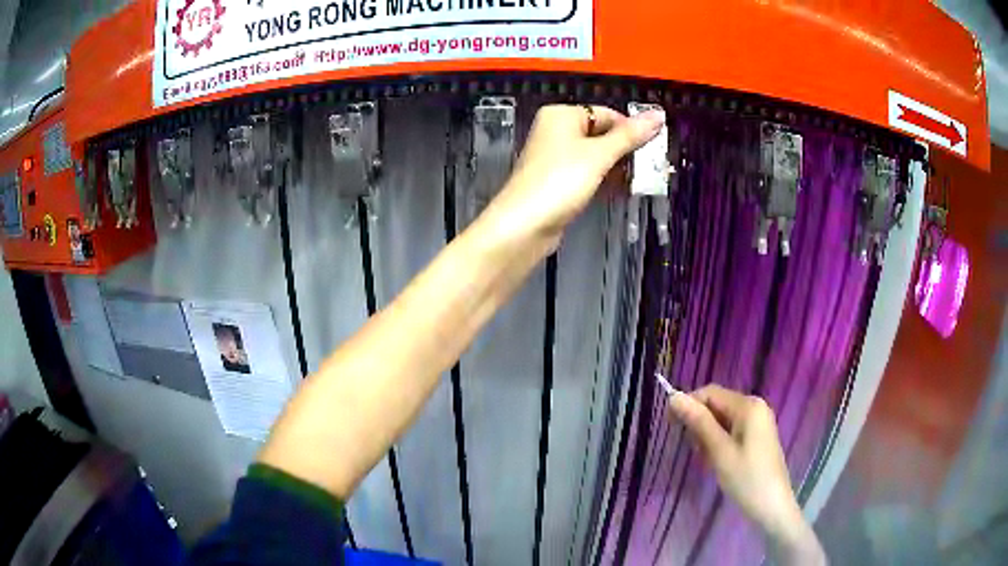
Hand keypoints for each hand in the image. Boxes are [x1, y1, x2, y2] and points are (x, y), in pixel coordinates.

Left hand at [482, 104, 664, 248]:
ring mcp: (555, 157)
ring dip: (617, 167)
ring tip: (641, 180)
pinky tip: (621, 190)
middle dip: (625, 150)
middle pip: (601, 134)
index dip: (630, 129)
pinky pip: (587, 173)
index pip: (606, 113)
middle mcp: (556, 131)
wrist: (524, 225)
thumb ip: (630, 136)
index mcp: (561, 115)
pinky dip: (603, 179)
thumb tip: (658, 115)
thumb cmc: (560, 181)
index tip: (653, 147)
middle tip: (651, 166)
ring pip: (595, 156)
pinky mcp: (557, 181)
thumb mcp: (599, 155)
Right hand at [668, 385, 825, 564]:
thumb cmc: (746, 478)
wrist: (772, 506)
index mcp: (748, 406)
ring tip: (706, 460)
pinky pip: (732, 430)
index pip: (710, 393)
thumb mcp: (719, 451)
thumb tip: (674, 397)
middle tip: (694, 451)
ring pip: (722, 419)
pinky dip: (719, 442)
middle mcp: (755, 407)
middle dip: (700, 423)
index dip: (688, 405)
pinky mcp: (758, 436)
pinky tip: (717, 461)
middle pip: (717, 405)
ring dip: (708, 435)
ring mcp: (758, 421)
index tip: (670, 427)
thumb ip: (698, 422)